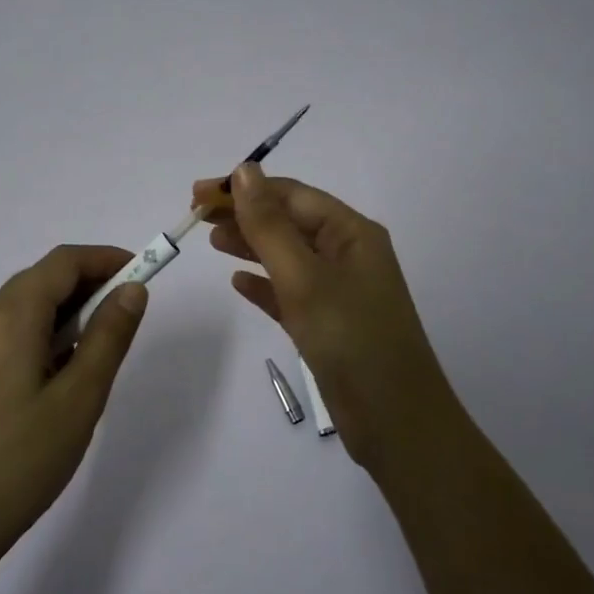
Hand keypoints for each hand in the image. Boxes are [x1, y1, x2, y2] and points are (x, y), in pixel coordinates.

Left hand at [0, 245, 148, 571]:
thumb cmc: (21, 461)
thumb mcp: (80, 398)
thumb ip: (110, 336)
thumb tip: (132, 289)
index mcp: (9, 316)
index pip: (63, 262)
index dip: (106, 259)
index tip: (143, 273)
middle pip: (42, 279)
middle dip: (89, 285)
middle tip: (128, 315)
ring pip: (25, 305)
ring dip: (67, 311)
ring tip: (98, 351)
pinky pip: (9, 330)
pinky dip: (43, 332)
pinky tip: (60, 372)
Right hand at [194, 164, 460, 474]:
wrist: (396, 423)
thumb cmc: (351, 339)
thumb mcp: (304, 277)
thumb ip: (270, 225)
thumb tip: (246, 170)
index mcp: (352, 233)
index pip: (292, 195)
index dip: (245, 189)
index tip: (199, 194)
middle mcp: (348, 254)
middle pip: (289, 221)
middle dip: (245, 214)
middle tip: (197, 216)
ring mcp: (339, 291)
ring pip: (287, 255)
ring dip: (250, 244)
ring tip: (211, 241)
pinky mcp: (328, 324)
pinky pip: (290, 292)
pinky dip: (264, 284)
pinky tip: (238, 283)